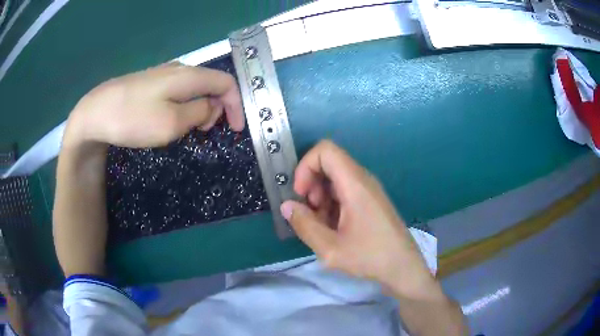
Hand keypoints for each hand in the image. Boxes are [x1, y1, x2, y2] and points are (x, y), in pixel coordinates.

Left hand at [63, 62, 243, 148]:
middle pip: (211, 84)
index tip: (236, 129)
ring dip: (200, 108)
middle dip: (217, 108)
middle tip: (205, 132)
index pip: (226, 83)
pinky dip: (185, 105)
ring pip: (194, 88)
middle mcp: (179, 70)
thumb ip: (199, 113)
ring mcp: (162, 74)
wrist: (95, 112)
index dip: (236, 105)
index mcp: (188, 76)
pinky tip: (172, 119)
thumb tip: (210, 107)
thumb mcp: (172, 123)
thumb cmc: (133, 119)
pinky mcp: (150, 82)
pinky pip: (178, 91)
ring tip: (189, 129)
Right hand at [280, 140, 436, 297]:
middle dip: (311, 185)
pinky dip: (332, 204)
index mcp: (355, 184)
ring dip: (321, 197)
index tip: (301, 195)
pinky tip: (334, 228)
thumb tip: (286, 206)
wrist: (404, 267)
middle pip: (329, 163)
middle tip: (310, 213)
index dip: (305, 167)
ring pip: (335, 179)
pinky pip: (345, 191)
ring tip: (322, 226)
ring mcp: (369, 190)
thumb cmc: (370, 257)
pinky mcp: (371, 200)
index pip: (325, 150)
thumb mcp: (330, 249)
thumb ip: (304, 225)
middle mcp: (363, 180)